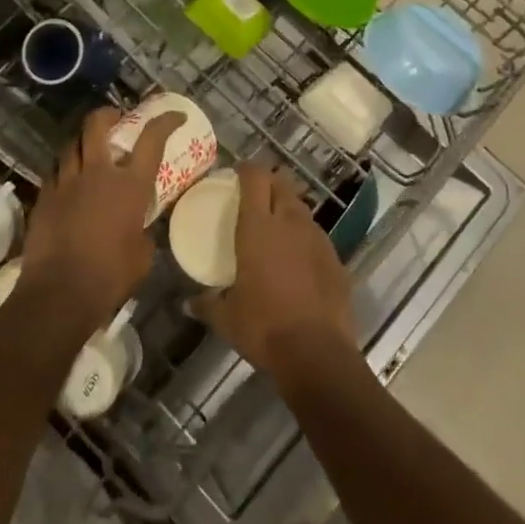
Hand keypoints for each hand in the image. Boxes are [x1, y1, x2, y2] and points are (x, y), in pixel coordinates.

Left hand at [17, 106, 180, 333]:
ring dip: (82, 141)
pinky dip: (64, 170)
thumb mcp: (143, 255)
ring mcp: (66, 182)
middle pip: (97, 125)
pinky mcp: (44, 197)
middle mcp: (98, 173)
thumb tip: (139, 229)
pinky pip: (54, 172)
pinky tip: (67, 181)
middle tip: (115, 117)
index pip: (152, 140)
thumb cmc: (110, 276)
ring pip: (71, 144)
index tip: (175, 116)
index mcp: (130, 186)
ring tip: (88, 147)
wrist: (60, 292)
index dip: (165, 122)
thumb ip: (143, 232)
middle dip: (107, 114)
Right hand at [193, 162, 355, 380]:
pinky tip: (298, 261)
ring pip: (302, 209)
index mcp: (258, 226)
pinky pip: (317, 238)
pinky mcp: (336, 259)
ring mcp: (317, 239)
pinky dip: (306, 240)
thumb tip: (188, 304)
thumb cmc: (264, 327)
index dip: (247, 169)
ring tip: (276, 227)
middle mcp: (290, 222)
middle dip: (269, 182)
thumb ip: (206, 305)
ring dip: (288, 209)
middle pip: (282, 184)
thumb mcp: (226, 318)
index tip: (237, 173)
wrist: (317, 354)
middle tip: (256, 195)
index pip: (255, 177)